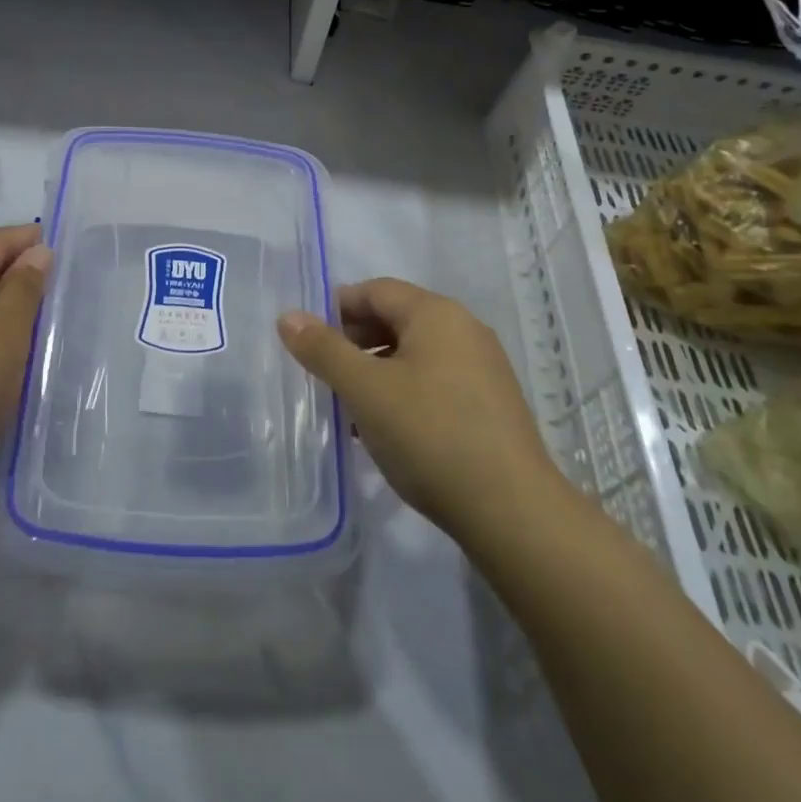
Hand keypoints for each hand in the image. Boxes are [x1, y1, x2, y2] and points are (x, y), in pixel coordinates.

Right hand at [277, 279, 566, 539]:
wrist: (512, 511)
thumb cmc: (430, 435)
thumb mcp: (365, 390)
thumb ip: (323, 350)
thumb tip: (288, 316)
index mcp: (436, 314)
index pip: (375, 290)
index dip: (335, 309)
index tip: (306, 340)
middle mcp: (464, 329)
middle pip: (396, 319)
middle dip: (354, 341)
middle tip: (323, 374)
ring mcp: (482, 368)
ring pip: (414, 354)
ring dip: (376, 371)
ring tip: (347, 406)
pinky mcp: (490, 405)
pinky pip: (435, 381)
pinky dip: (403, 392)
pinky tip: (385, 429)